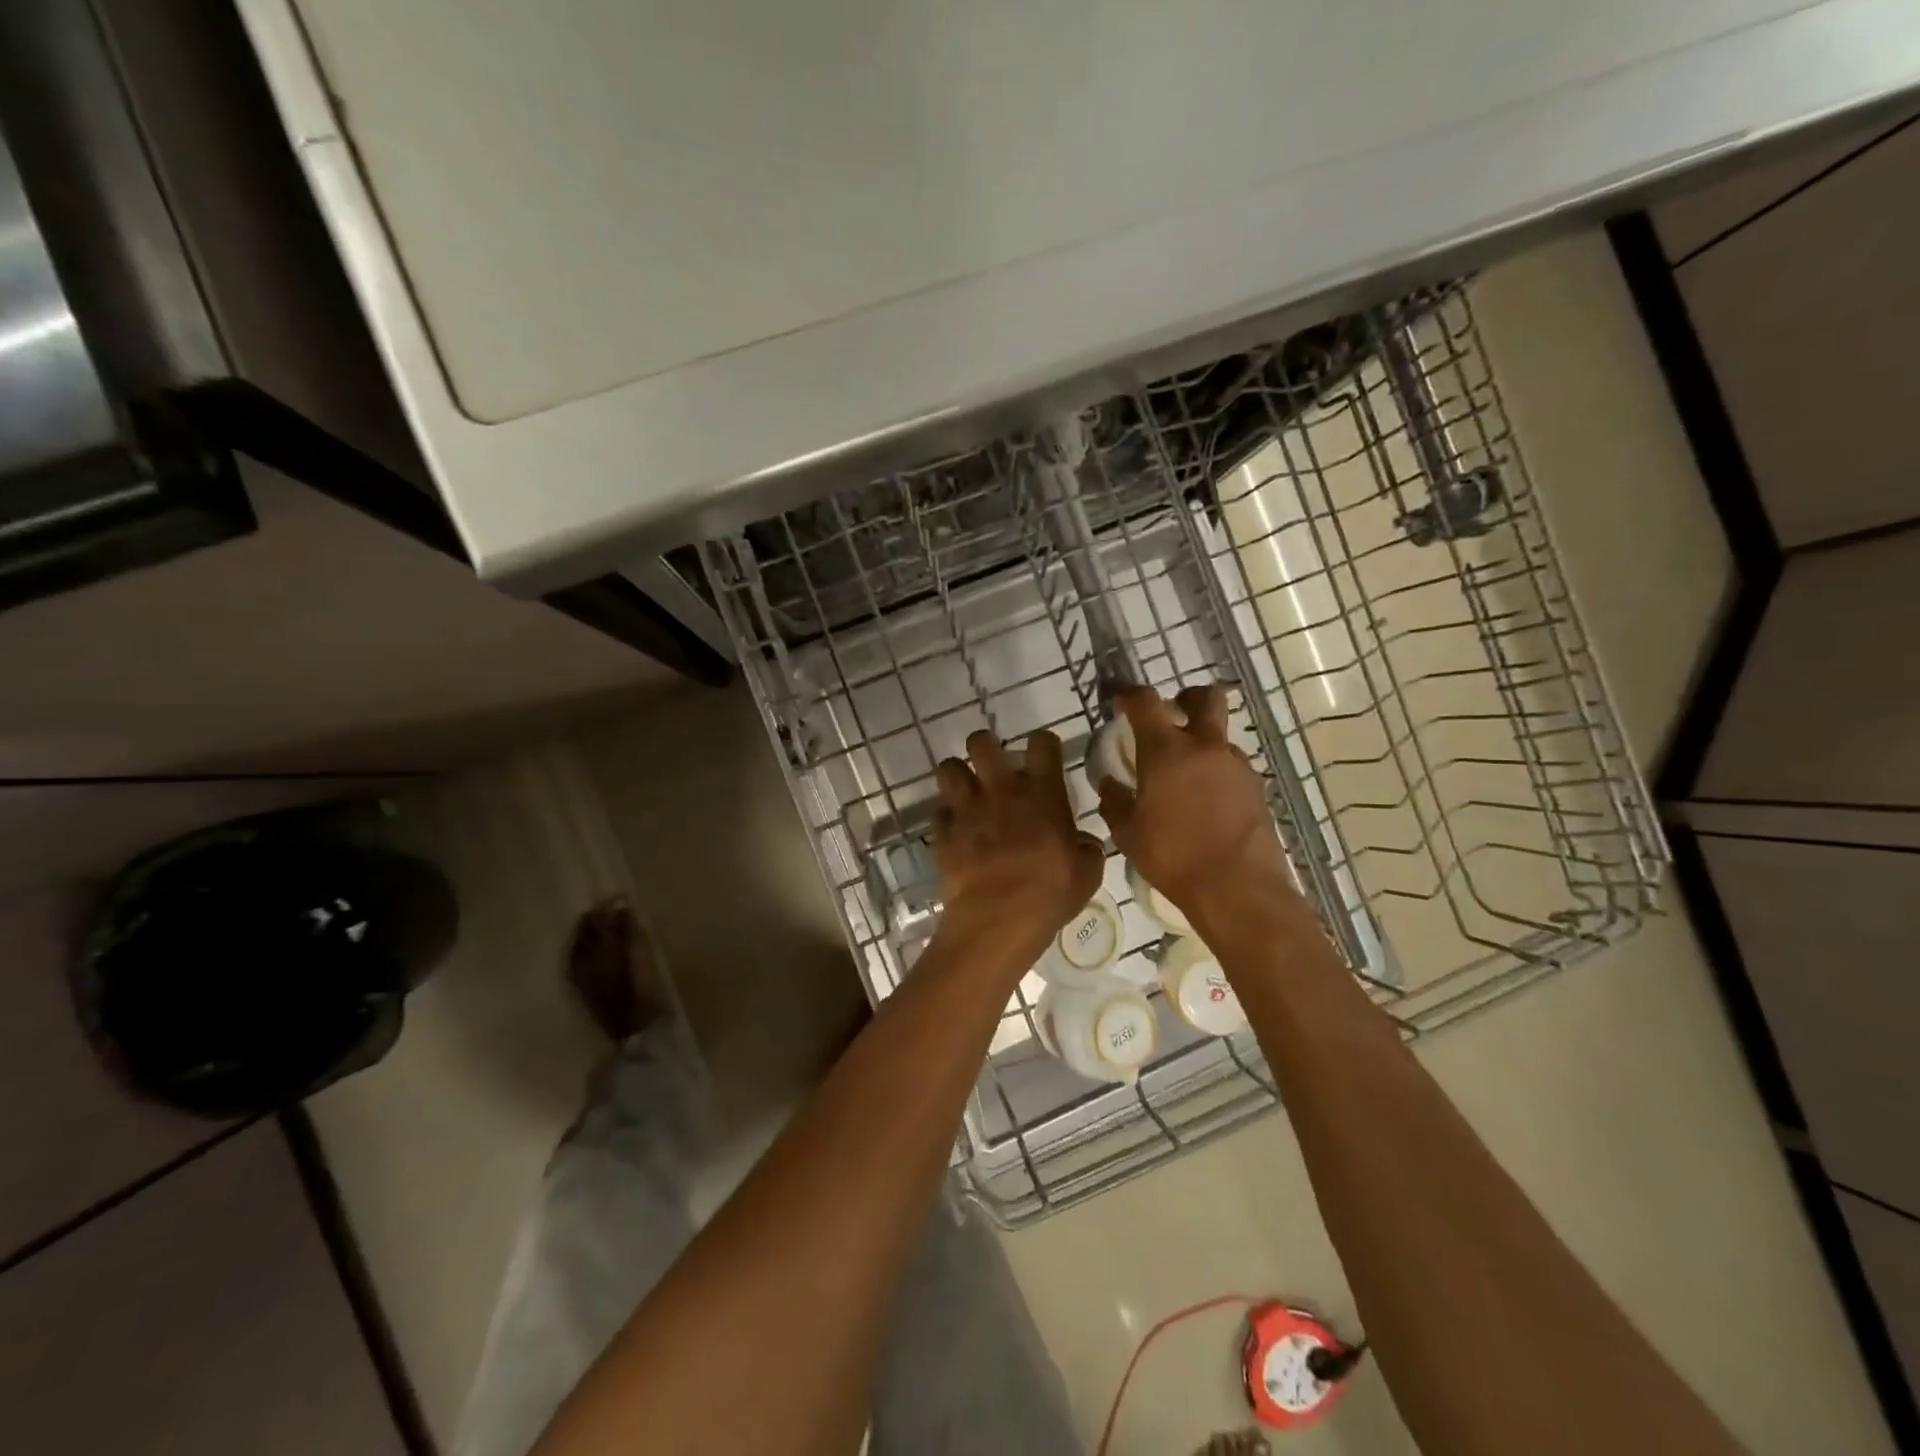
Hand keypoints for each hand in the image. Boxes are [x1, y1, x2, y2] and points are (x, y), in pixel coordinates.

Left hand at [933, 729, 1104, 945]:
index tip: (1043, 755)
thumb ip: (1085, 847)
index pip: (1042, 743)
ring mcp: (967, 809)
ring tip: (966, 790)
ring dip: (957, 775)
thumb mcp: (1087, 872)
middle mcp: (1001, 790)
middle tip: (992, 765)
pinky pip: (939, 812)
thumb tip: (1082, 842)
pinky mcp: (943, 832)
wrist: (998, 918)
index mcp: (1042, 793)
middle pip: (982, 742)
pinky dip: (946, 817)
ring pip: (949, 768)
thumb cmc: (1050, 893)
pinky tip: (955, 830)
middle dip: (985, 747)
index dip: (1042, 743)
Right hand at [1095, 685, 1298, 924]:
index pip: (1146, 702)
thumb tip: (1109, 783)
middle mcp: (1205, 746)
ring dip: (1201, 744)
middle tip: (1171, 716)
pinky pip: (1231, 766)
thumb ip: (1115, 802)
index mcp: (1166, 751)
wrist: (1238, 888)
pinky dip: (1216, 773)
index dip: (1130, 695)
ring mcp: (1236, 765)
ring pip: (1219, 736)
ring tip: (1185, 778)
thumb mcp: (1128, 834)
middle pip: (1205, 697)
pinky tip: (1206, 803)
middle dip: (1186, 699)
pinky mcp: (1256, 787)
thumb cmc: (1173, 857)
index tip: (1121, 703)